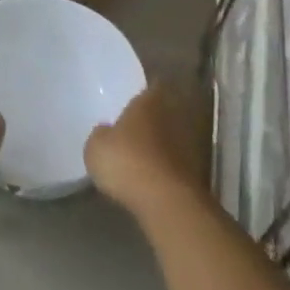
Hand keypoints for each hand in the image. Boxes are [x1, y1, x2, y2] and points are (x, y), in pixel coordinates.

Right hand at [84, 87, 200, 217]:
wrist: (165, 201)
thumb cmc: (125, 161)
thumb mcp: (96, 146)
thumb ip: (101, 134)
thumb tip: (106, 131)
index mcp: (148, 102)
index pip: (152, 87)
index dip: (144, 93)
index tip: (134, 98)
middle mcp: (172, 118)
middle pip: (162, 113)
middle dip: (150, 120)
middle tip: (132, 128)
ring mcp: (187, 146)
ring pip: (169, 139)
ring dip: (158, 146)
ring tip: (138, 156)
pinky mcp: (193, 174)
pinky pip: (173, 164)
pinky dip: (163, 168)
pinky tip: (148, 178)